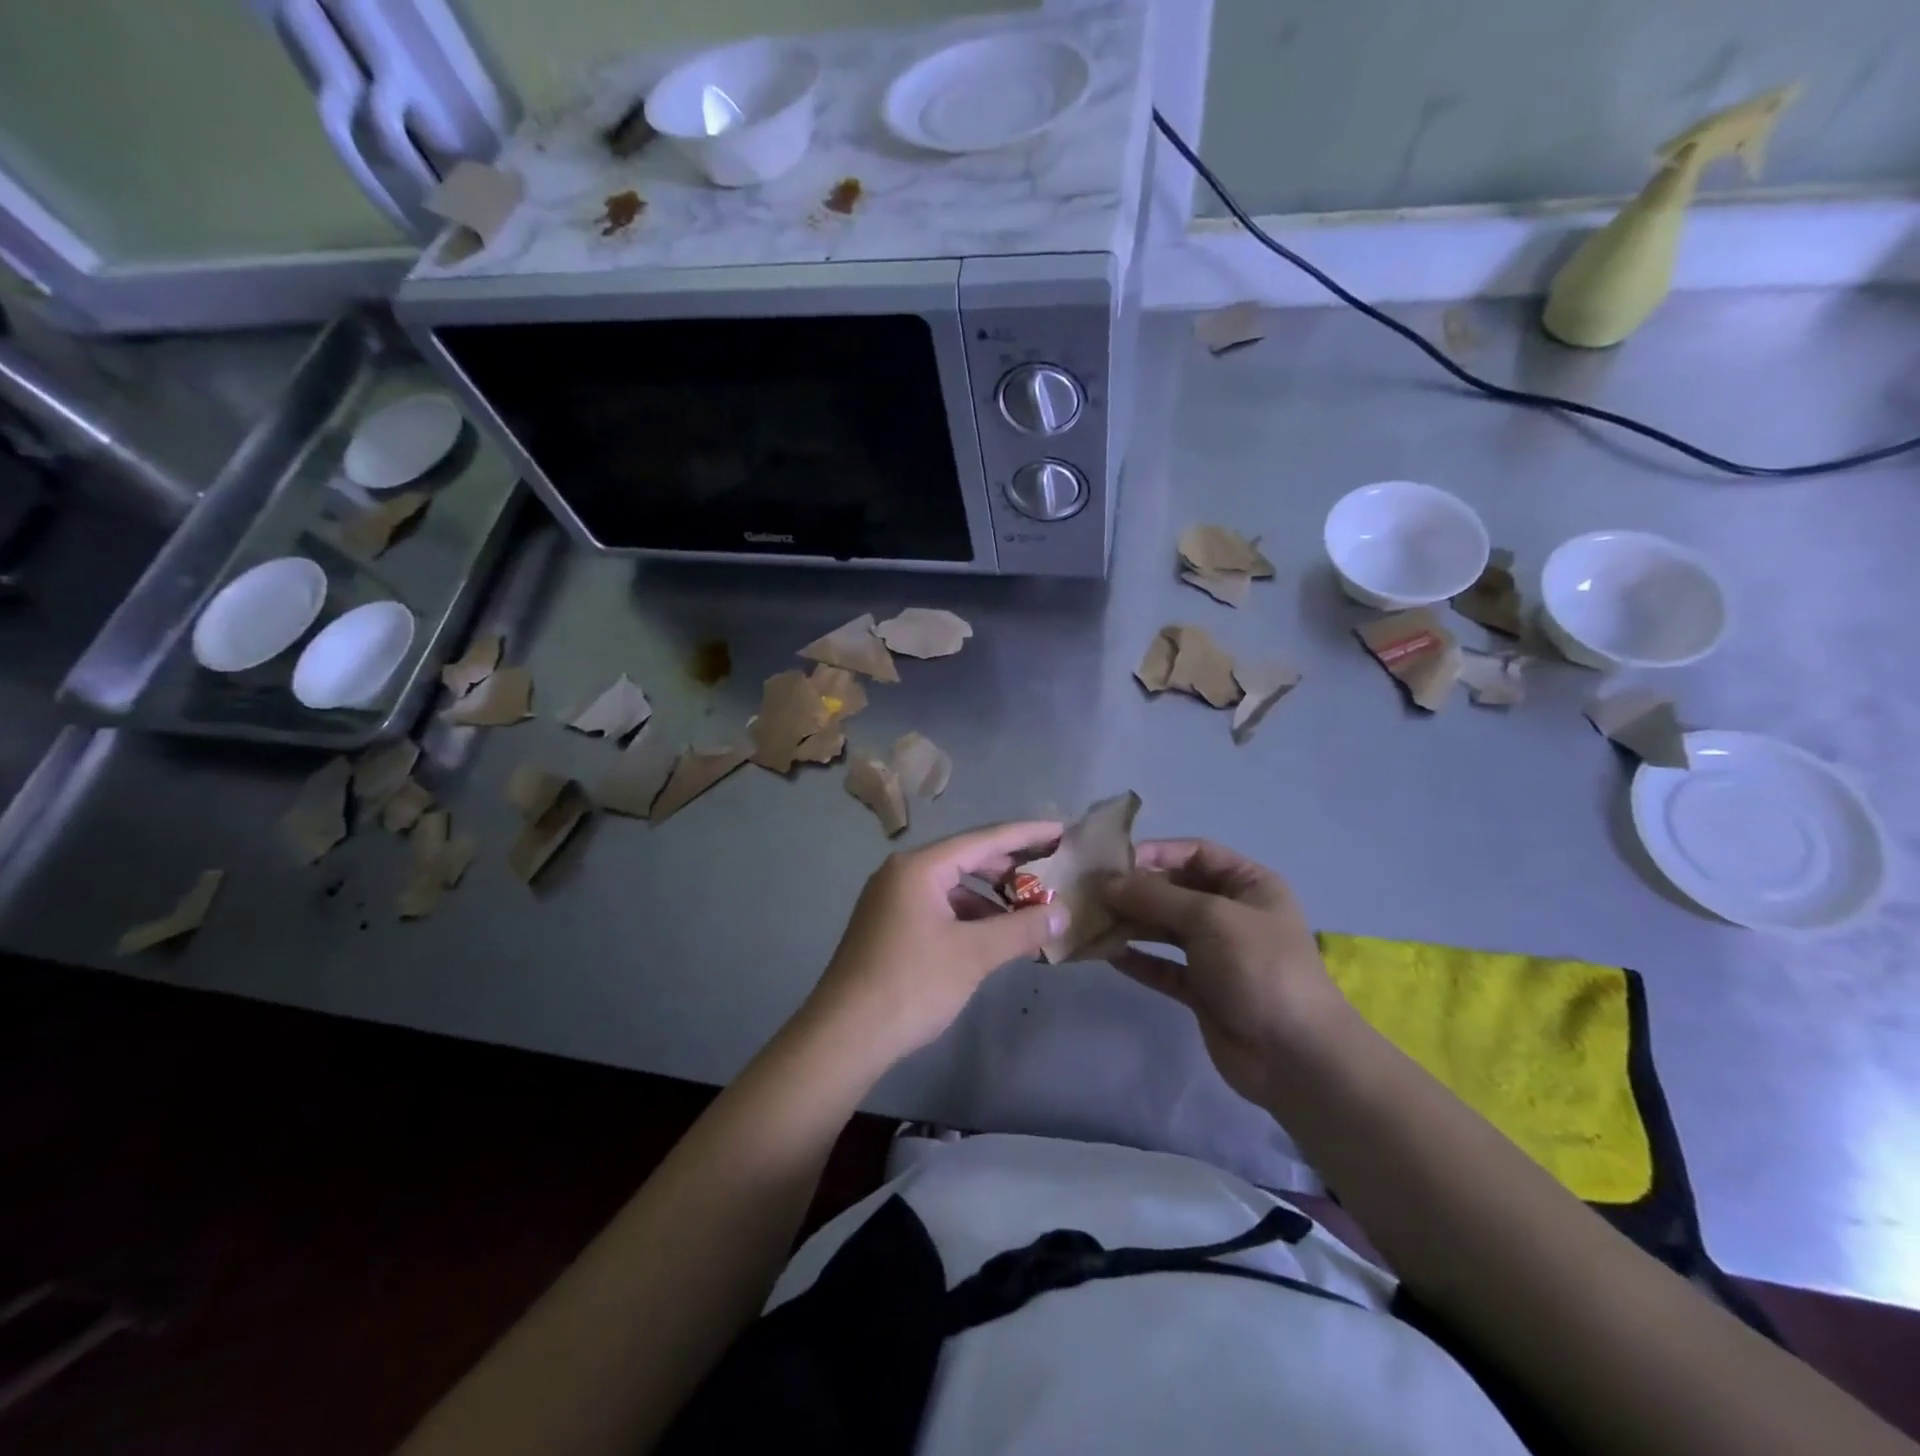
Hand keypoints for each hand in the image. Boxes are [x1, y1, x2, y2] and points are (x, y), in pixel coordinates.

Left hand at [803, 821, 1068, 1064]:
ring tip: (1028, 912)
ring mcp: (892, 900)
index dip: (1026, 834)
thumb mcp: (973, 955)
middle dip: (1010, 868)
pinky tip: (992, 937)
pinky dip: (968, 916)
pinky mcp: (889, 926)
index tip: (1061, 830)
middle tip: (1051, 873)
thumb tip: (1063, 913)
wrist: (844, 1035)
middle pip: (966, 859)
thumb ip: (1021, 929)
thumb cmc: (911, 984)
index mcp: (919, 867)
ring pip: (952, 887)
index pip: (984, 839)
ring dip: (990, 898)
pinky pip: (938, 907)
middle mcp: (902, 873)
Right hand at [1102, 840, 1343, 1106]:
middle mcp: (1232, 913)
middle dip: (1136, 891)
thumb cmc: (1259, 967)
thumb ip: (1156, 897)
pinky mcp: (1202, 989)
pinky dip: (1138, 959)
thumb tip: (1107, 884)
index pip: (1196, 853)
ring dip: (1131, 924)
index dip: (1156, 853)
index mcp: (1249, 885)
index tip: (1113, 861)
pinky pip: (1163, 966)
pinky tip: (1107, 954)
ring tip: (1092, 922)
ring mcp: (1217, 953)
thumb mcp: (1210, 917)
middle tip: (1091, 893)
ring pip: (1165, 929)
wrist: (1295, 1056)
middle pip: (1175, 890)